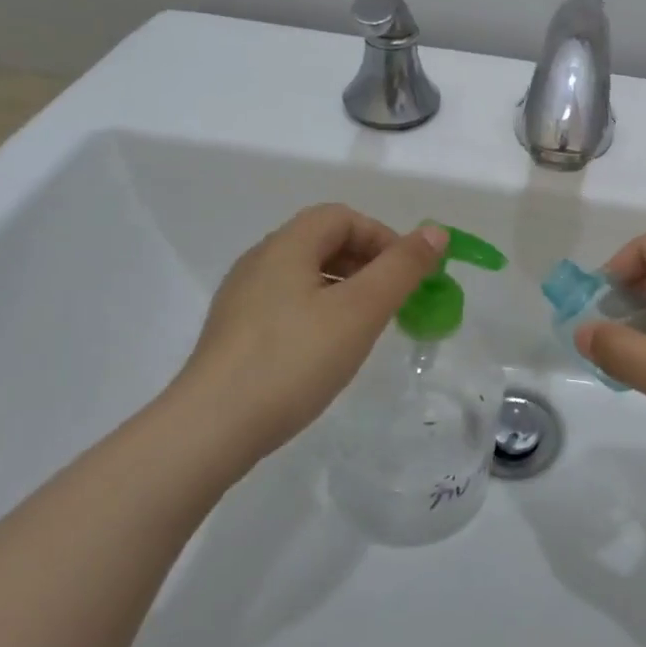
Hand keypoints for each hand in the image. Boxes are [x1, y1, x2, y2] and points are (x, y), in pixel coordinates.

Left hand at [164, 205, 446, 477]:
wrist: (209, 430)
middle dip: (367, 262)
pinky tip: (327, 350)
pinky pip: (287, 304)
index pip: (342, 217)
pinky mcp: (234, 333)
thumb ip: (402, 267)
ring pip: (306, 275)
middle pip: (323, 242)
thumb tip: (436, 231)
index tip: (407, 274)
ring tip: (366, 326)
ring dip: (345, 288)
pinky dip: (319, 311)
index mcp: (286, 245)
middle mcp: (260, 261)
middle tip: (393, 300)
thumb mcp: (361, 310)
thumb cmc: (293, 360)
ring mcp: (242, 299)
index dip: (382, 236)